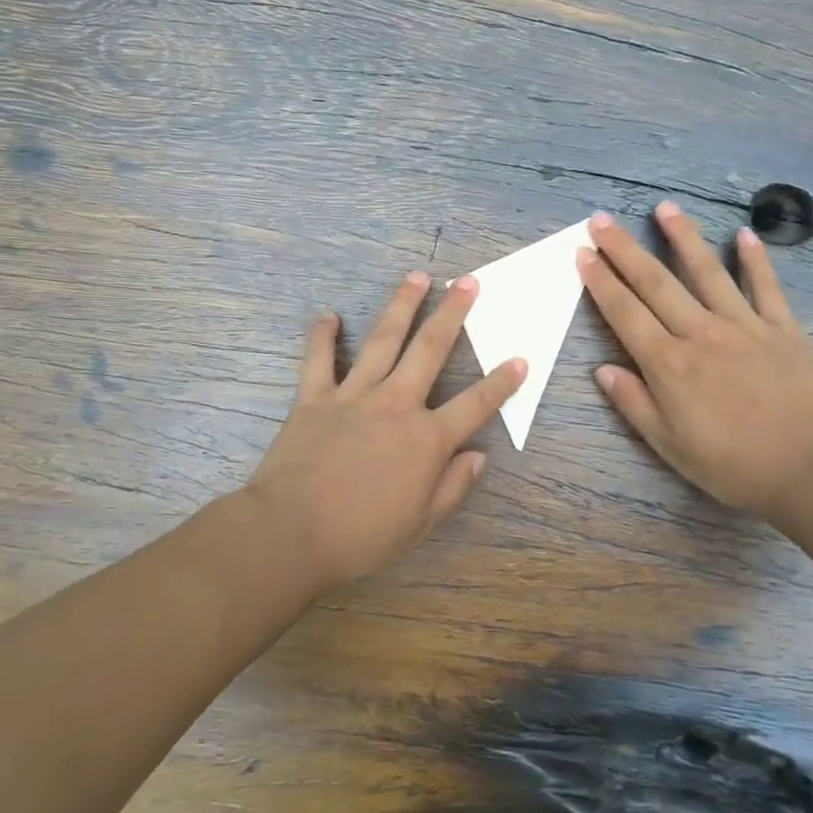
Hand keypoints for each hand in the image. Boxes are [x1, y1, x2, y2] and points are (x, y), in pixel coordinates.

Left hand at [243, 271, 526, 587]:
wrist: (291, 533)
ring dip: (402, 306)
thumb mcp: (421, 523)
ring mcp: (353, 394)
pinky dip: (322, 335)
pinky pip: (319, 358)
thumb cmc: (361, 536)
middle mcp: (396, 404)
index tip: (520, 359)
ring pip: (382, 339)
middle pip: (431, 349)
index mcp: (427, 438)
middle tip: (467, 282)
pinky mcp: (315, 396)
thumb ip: (453, 486)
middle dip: (453, 313)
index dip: (502, 382)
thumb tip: (478, 455)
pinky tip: (328, 315)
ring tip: (417, 277)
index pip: (476, 403)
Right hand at [578, 203, 812, 519]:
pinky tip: (743, 234)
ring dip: (683, 237)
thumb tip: (602, 369)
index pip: (625, 313)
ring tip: (664, 207)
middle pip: (656, 283)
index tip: (583, 254)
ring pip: (707, 272)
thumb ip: (633, 403)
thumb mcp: (669, 445)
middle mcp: (700, 333)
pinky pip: (766, 287)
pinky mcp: (782, 329)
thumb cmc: (731, 464)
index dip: (601, 282)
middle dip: (624, 249)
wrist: (809, 469)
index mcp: (668, 364)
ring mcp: (744, 326)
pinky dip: (755, 260)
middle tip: (602, 219)